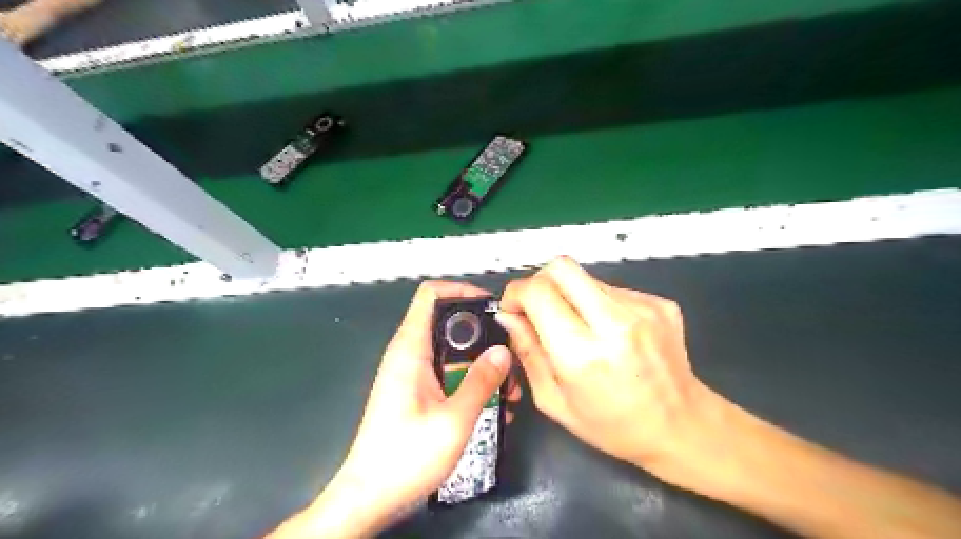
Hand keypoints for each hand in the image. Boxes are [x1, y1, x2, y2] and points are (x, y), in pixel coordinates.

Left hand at [279, 280, 521, 537]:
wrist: (370, 497)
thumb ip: (481, 382)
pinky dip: (472, 381)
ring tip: (508, 390)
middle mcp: (410, 354)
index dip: (461, 290)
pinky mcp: (418, 391)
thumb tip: (503, 351)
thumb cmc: (405, 458)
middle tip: (510, 357)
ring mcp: (414, 373)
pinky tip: (493, 406)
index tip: (492, 305)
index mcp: (410, 349)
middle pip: (450, 323)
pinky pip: (450, 373)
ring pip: (454, 351)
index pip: (431, 295)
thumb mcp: (453, 420)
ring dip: (482, 365)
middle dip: (484, 336)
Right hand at [496, 257, 720, 478]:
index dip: (516, 293)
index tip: (513, 309)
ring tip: (579, 328)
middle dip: (539, 281)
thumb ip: (527, 352)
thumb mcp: (554, 401)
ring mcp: (643, 307)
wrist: (683, 427)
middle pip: (561, 266)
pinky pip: (612, 289)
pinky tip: (608, 332)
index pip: (538, 292)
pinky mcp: (659, 302)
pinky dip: (597, 304)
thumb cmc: (613, 426)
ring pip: (586, 277)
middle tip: (538, 308)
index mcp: (583, 354)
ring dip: (570, 295)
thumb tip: (508, 316)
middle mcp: (615, 322)